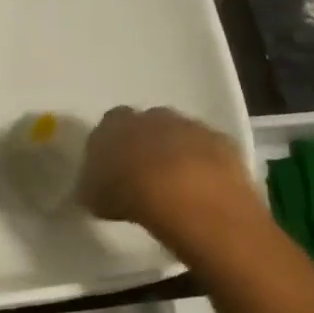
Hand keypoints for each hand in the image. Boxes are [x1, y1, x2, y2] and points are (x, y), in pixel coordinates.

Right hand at [76, 106, 257, 235]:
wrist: (185, 194)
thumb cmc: (127, 192)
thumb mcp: (93, 196)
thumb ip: (92, 185)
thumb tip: (95, 186)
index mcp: (114, 124)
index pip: (110, 124)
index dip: (112, 144)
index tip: (114, 166)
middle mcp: (151, 116)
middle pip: (147, 124)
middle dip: (146, 143)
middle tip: (144, 173)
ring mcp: (189, 125)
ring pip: (180, 134)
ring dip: (177, 152)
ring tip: (175, 184)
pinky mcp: (221, 141)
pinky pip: (208, 150)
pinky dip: (204, 165)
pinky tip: (201, 188)